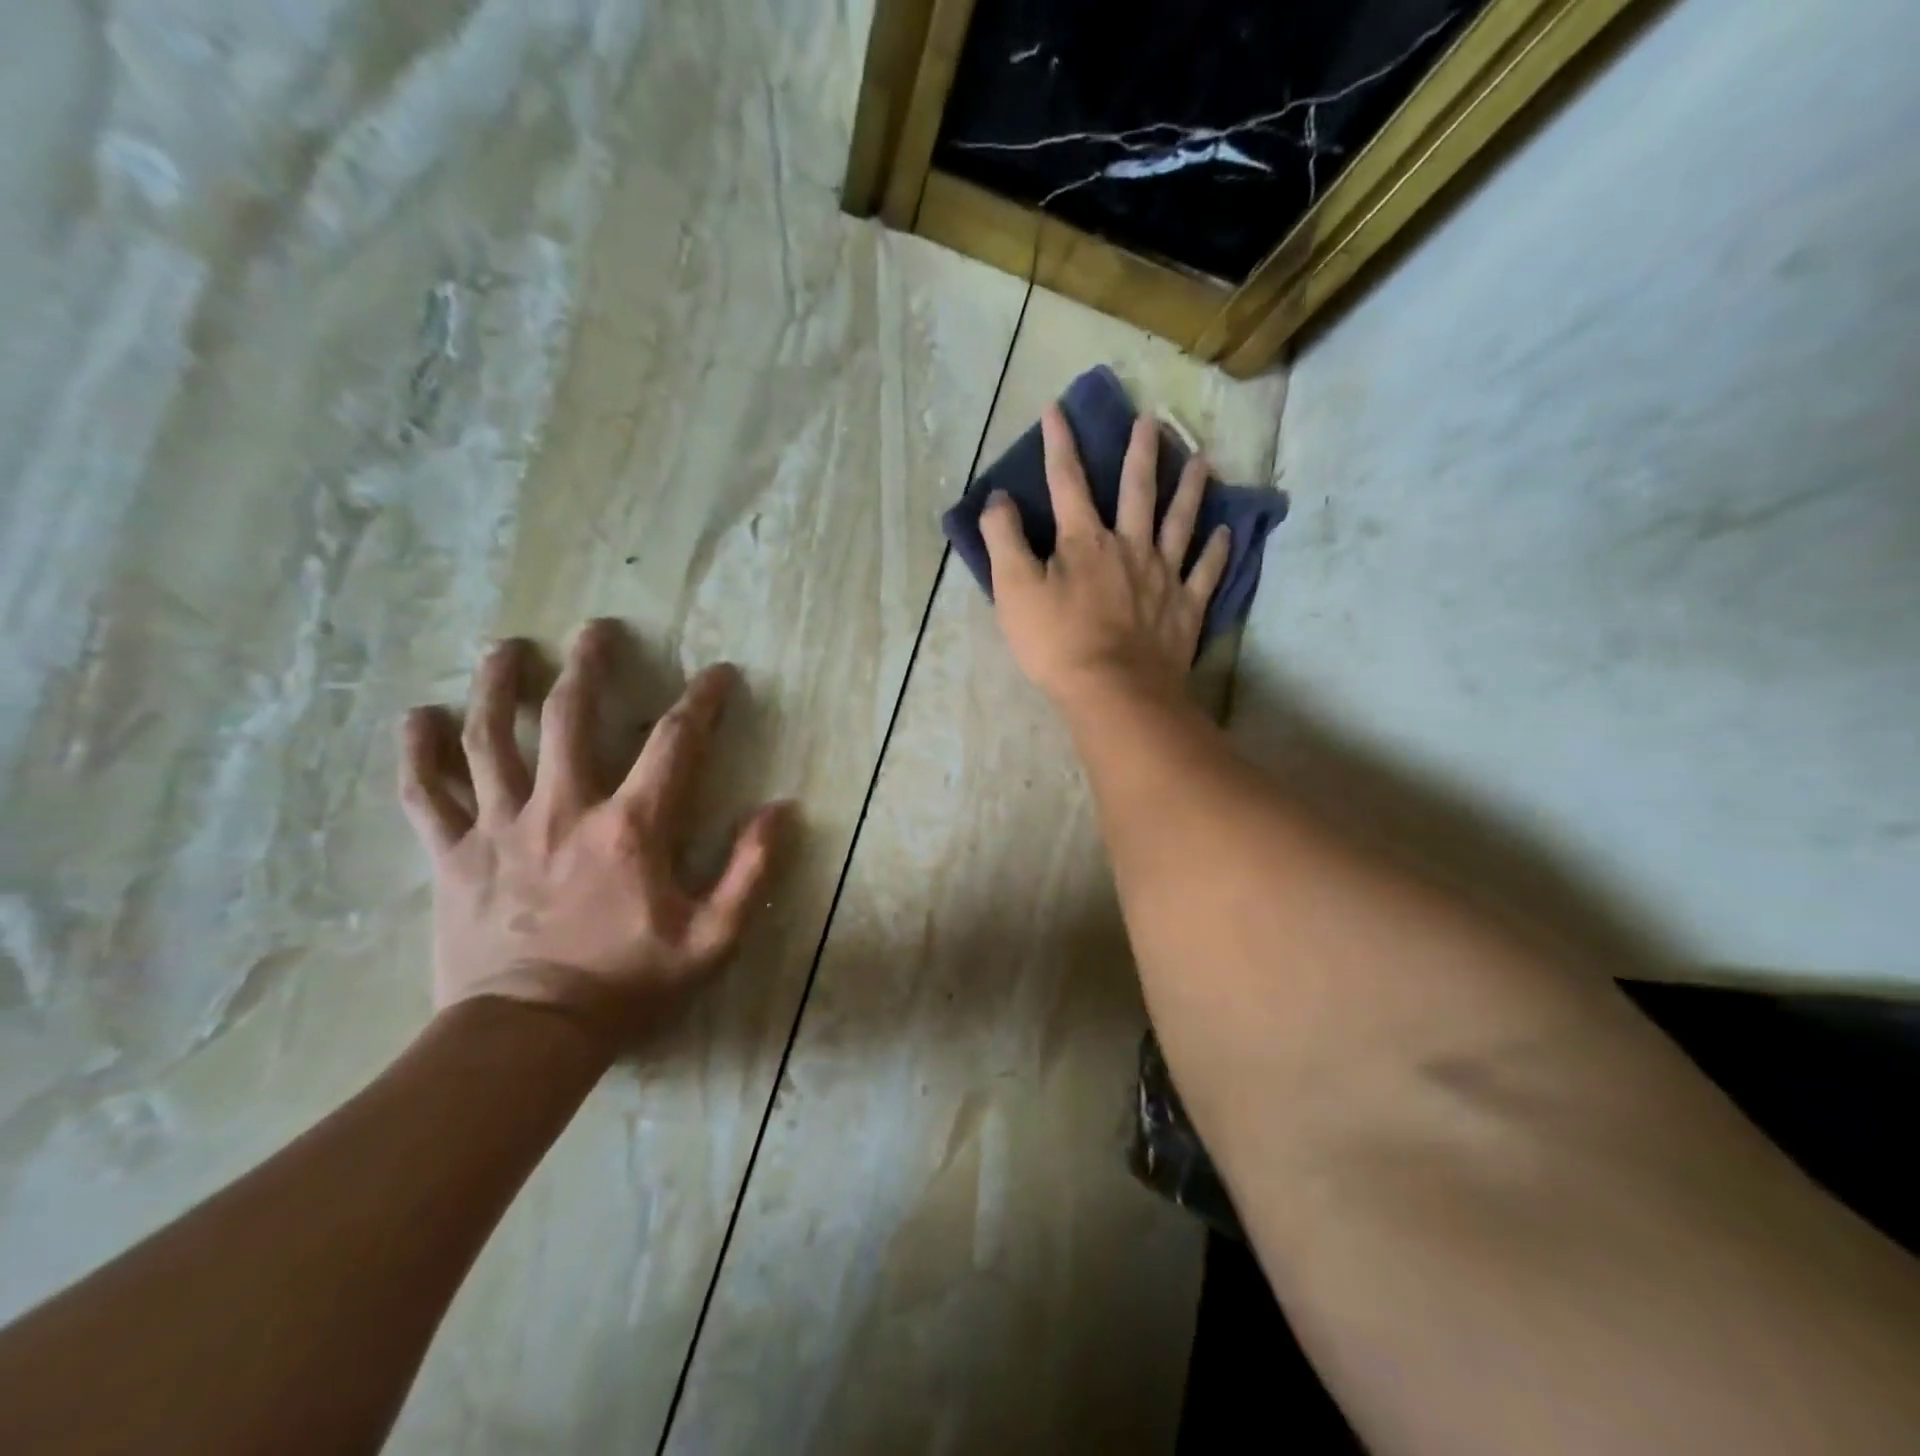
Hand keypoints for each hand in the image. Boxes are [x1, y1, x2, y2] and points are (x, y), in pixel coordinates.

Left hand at [397, 620, 791, 1047]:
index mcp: (630, 826)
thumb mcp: (714, 937)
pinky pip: (426, 794)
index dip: (702, 701)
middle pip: (568, 716)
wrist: (529, 1036)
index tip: (718, 673)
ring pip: (490, 738)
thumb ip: (751, 870)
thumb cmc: (629, 983)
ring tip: (505, 646)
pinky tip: (414, 717)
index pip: (675, 743)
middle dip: (587, 664)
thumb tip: (781, 810)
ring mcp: (501, 827)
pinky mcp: (454, 855)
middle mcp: (563, 808)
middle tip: (596, 629)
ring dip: (498, 685)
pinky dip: (417, 753)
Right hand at [980, 404, 1231, 708]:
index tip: (1058, 409)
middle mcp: (1129, 546)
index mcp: (1084, 541)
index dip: (1060, 444)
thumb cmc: (1057, 643)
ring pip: (1180, 522)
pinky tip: (1226, 532)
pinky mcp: (1186, 608)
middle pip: (1136, 490)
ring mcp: (1163, 576)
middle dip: (1140, 452)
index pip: (1067, 481)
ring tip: (1201, 460)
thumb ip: (1003, 539)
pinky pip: (1206, 572)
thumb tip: (999, 498)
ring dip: (1190, 489)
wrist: (1114, 691)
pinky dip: (1217, 551)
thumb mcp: (1013, 590)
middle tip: (1151, 420)